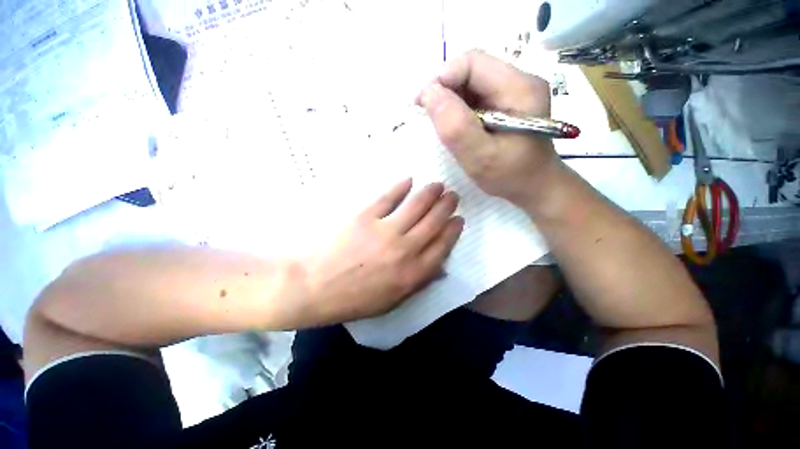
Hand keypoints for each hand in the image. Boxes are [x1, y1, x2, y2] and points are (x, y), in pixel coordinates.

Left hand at [302, 179, 462, 323]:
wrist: (315, 287)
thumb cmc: (355, 299)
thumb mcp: (392, 301)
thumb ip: (419, 283)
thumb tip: (440, 267)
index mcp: (413, 273)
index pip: (442, 246)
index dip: (453, 230)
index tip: (458, 218)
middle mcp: (405, 250)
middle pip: (433, 222)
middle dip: (446, 206)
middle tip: (452, 195)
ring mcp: (385, 231)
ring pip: (416, 206)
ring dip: (430, 193)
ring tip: (438, 185)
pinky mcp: (365, 217)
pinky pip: (388, 198)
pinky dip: (400, 187)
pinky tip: (409, 180)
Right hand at [416, 50, 562, 205]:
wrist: (536, 188)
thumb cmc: (511, 177)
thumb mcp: (481, 157)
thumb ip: (456, 127)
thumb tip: (429, 94)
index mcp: (519, 88)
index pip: (473, 62)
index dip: (442, 78)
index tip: (423, 105)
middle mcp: (518, 81)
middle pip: (471, 70)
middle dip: (444, 90)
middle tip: (428, 116)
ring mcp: (513, 92)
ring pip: (471, 83)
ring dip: (450, 100)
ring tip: (440, 125)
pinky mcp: (506, 104)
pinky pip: (475, 97)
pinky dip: (458, 109)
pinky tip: (454, 127)